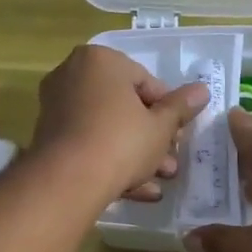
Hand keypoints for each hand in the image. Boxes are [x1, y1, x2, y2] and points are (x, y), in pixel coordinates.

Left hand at [31, 45, 210, 203]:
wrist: (68, 180)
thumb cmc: (121, 142)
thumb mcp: (161, 126)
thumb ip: (181, 107)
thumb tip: (202, 91)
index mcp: (101, 60)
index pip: (146, 82)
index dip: (168, 112)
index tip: (178, 136)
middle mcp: (73, 75)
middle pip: (124, 107)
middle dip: (151, 138)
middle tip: (170, 162)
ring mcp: (57, 107)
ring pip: (107, 129)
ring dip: (135, 155)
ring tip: (159, 182)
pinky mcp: (49, 138)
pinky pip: (88, 145)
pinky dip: (110, 162)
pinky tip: (135, 190)